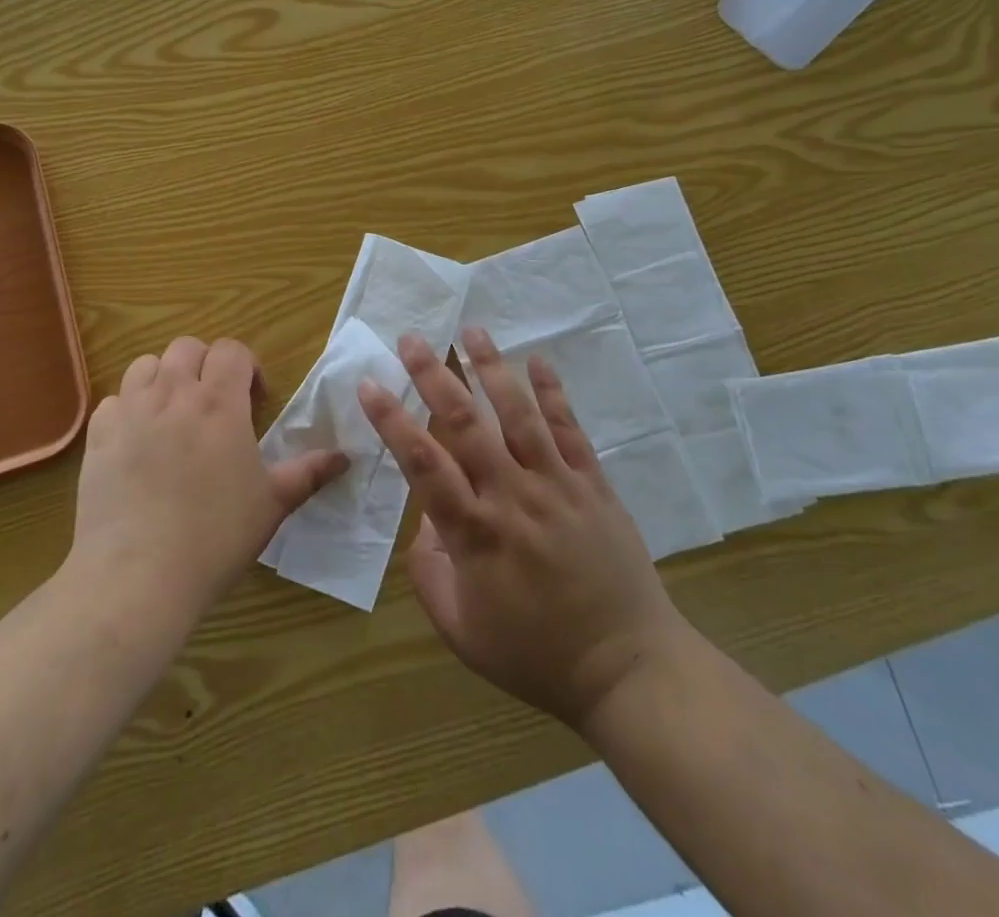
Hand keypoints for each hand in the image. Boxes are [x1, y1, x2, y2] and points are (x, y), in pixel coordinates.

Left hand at [72, 336, 346, 618]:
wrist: (138, 575)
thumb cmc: (215, 537)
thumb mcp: (272, 504)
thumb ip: (309, 473)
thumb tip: (346, 457)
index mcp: (219, 402)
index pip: (232, 350)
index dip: (247, 368)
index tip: (254, 402)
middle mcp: (173, 393)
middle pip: (187, 347)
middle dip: (205, 366)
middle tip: (215, 405)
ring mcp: (130, 411)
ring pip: (146, 365)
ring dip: (164, 379)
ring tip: (174, 414)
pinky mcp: (98, 435)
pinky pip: (114, 400)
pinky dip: (129, 409)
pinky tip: (138, 441)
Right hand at [358, 328, 692, 729]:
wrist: (628, 668)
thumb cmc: (535, 655)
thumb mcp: (461, 630)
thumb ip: (429, 571)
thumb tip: (425, 519)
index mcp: (475, 532)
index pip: (422, 463)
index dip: (392, 420)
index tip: (370, 384)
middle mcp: (512, 496)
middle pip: (465, 423)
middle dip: (434, 375)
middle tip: (412, 338)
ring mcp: (557, 485)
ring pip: (518, 414)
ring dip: (492, 368)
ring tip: (471, 330)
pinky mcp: (593, 485)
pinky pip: (570, 430)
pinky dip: (553, 393)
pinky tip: (538, 361)